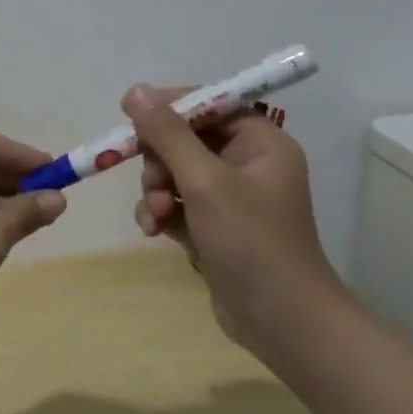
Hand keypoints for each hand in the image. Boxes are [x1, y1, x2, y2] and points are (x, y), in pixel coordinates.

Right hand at [123, 85, 345, 362]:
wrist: (283, 323)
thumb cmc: (251, 242)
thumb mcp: (205, 182)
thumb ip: (168, 134)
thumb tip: (136, 90)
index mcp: (260, 142)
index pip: (209, 104)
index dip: (168, 106)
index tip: (129, 114)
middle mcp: (248, 163)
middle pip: (185, 139)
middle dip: (160, 161)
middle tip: (153, 182)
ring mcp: (232, 198)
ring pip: (175, 173)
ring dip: (156, 190)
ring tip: (156, 217)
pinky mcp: (216, 227)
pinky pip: (178, 203)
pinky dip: (162, 213)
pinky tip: (154, 231)